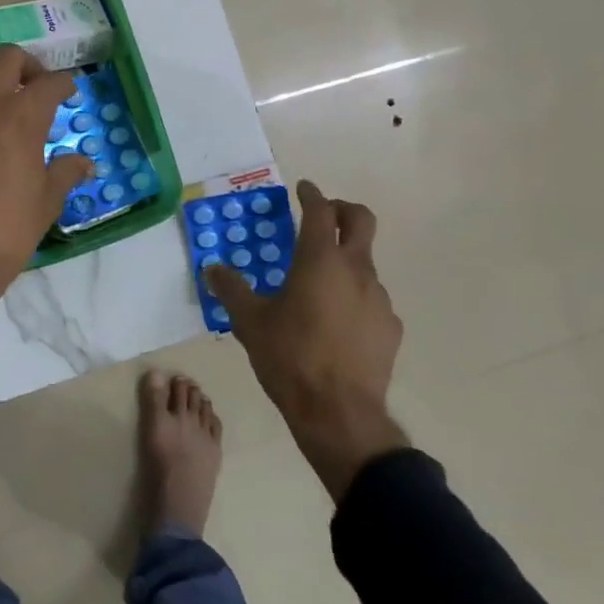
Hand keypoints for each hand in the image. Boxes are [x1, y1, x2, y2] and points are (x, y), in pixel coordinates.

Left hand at [0, 46, 92, 361]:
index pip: (50, 82)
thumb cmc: (7, 231)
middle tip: (35, 89)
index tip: (68, 93)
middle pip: (8, 57)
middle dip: (28, 66)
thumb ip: (66, 172)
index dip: (65, 85)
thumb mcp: (47, 202)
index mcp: (23, 116)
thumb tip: (84, 163)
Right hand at [205, 180, 408, 499]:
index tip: (302, 188)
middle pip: (361, 220)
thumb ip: (231, 290)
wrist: (339, 415)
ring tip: (320, 286)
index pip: (320, 210)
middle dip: (343, 209)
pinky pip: (372, 299)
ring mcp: (379, 298)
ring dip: (346, 261)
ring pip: (365, 263)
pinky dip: (355, 298)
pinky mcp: (390, 327)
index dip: (311, 194)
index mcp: (320, 259)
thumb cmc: (290, 358)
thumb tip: (212, 269)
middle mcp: (355, 269)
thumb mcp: (250, 323)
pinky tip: (338, 324)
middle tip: (325, 216)